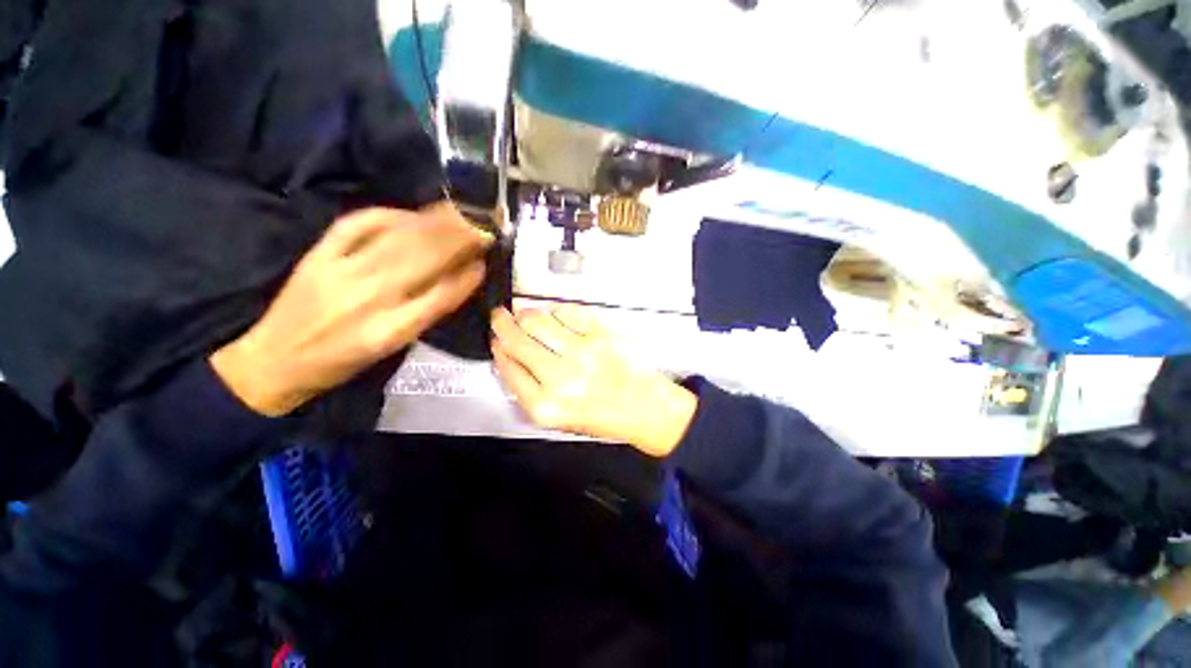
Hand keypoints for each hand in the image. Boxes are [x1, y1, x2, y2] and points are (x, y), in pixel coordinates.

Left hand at [211, 203, 490, 415]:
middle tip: (482, 224)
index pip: (442, 295)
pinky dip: (387, 214)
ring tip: (458, 212)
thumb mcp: (393, 347)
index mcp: (390, 330)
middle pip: (423, 259)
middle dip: (459, 238)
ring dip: (433, 223)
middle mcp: (368, 299)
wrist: (275, 360)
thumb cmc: (343, 362)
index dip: (468, 275)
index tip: (486, 258)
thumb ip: (428, 312)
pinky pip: (356, 225)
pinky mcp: (317, 256)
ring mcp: (340, 272)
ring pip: (397, 239)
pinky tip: (410, 213)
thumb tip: (462, 277)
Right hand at [490, 306, 697, 456]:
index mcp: (546, 407)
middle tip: (500, 315)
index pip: (508, 369)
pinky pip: (568, 311)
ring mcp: (583, 353)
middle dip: (502, 324)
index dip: (498, 350)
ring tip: (526, 314)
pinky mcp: (602, 335)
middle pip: (517, 340)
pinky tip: (555, 315)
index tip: (496, 341)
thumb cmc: (602, 415)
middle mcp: (561, 378)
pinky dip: (556, 309)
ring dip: (526, 313)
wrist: (644, 408)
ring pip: (538, 320)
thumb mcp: (557, 418)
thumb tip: (509, 356)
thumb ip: (529, 390)